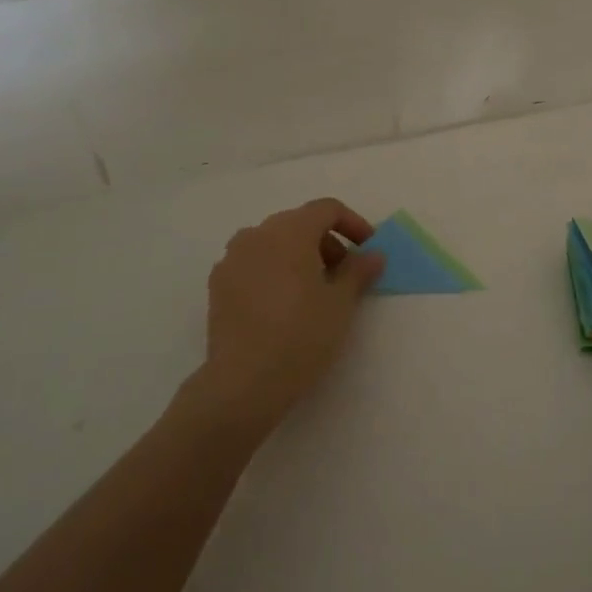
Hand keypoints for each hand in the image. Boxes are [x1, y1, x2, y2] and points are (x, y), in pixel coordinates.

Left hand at [194, 198, 385, 437]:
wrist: (244, 382)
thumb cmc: (302, 335)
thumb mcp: (341, 303)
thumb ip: (359, 271)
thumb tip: (373, 254)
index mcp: (289, 231)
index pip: (326, 209)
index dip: (353, 224)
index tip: (368, 250)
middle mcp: (256, 235)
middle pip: (299, 223)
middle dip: (327, 242)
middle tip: (344, 275)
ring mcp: (232, 259)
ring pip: (273, 243)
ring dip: (299, 256)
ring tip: (314, 291)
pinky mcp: (218, 285)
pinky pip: (253, 264)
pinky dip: (274, 271)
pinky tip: (284, 304)